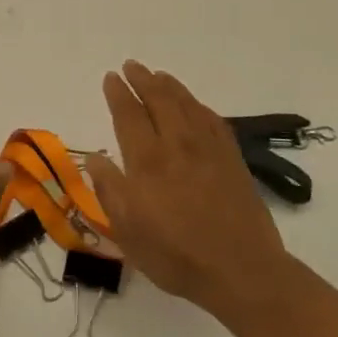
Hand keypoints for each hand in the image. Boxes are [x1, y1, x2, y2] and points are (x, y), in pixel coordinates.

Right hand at [83, 61, 292, 322]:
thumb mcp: (128, 231)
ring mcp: (209, 149)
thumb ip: (109, 190)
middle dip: (143, 80)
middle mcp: (177, 145)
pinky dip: (198, 106)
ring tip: (159, 75)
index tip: (111, 78)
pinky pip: (212, 120)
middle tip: (132, 66)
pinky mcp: (232, 159)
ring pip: (187, 104)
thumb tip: (96, 158)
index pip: (129, 115)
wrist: (241, 270)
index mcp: (147, 161)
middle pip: (159, 100)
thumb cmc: (176, 255)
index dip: (118, 93)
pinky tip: (194, 105)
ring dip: (170, 86)